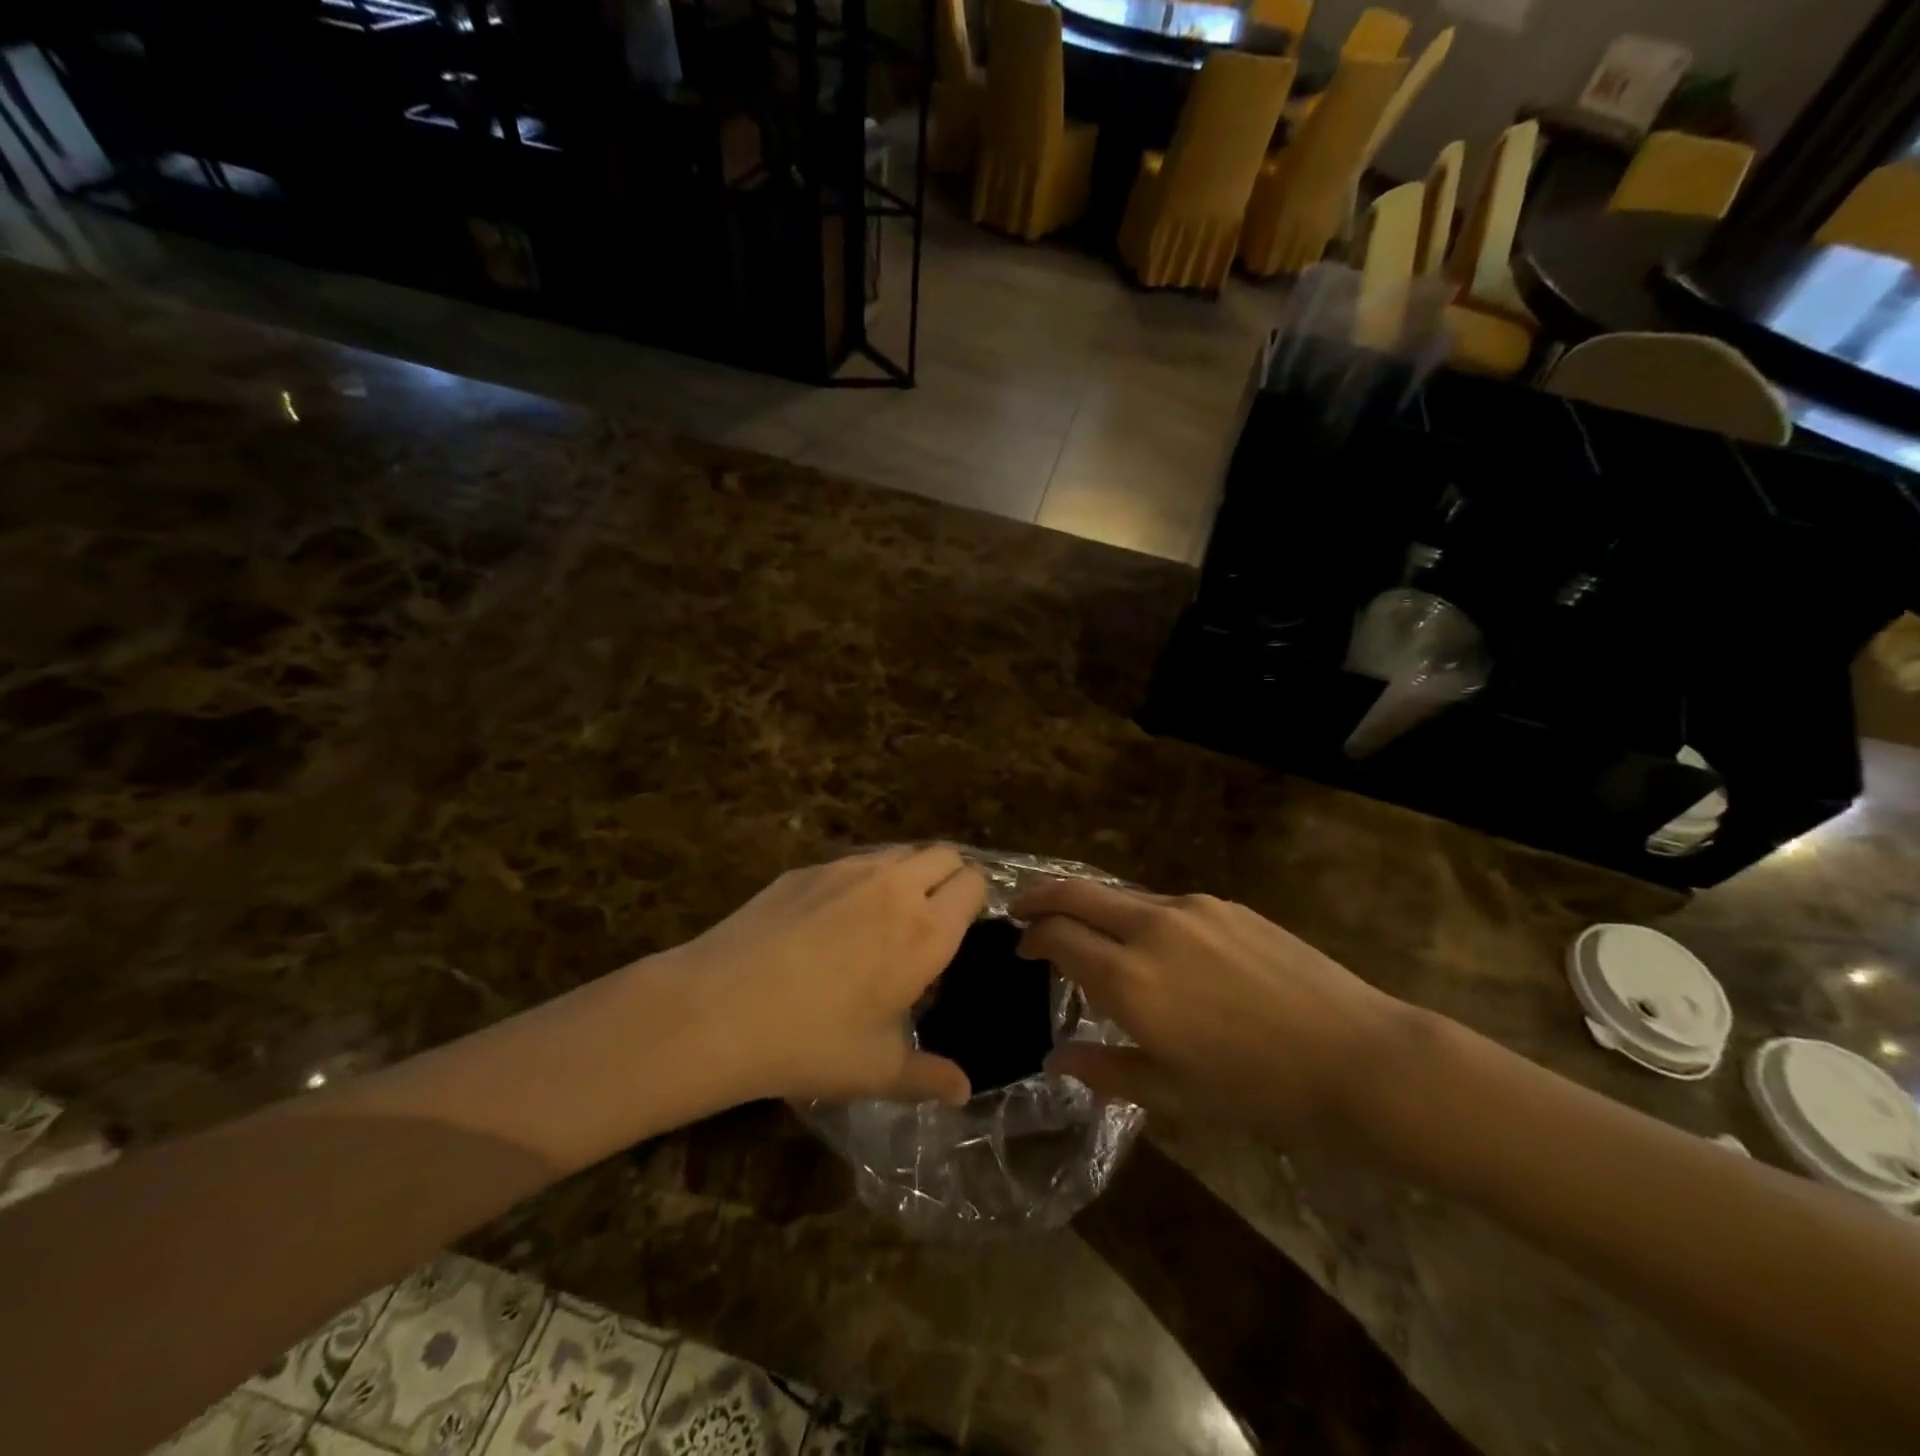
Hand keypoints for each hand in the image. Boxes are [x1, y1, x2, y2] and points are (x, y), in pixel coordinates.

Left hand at [667, 846, 986, 1106]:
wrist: (720, 1008)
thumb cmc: (812, 1041)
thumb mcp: (877, 1070)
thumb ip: (929, 1077)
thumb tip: (963, 1092)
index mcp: (927, 930)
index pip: (974, 884)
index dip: (977, 900)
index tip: (963, 928)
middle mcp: (896, 886)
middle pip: (944, 854)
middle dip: (949, 878)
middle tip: (932, 918)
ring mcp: (848, 870)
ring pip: (899, 852)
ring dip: (908, 873)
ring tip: (887, 915)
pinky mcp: (808, 869)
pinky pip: (854, 861)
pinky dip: (863, 878)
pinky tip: (833, 920)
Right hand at [1011, 882, 1405, 1140]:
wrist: (1358, 1058)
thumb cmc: (1259, 1091)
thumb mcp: (1173, 1095)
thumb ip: (1105, 1070)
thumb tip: (1056, 1060)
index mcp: (1130, 979)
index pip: (1057, 936)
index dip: (1031, 938)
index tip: (1022, 950)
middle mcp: (1151, 928)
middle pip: (1076, 892)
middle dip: (1040, 897)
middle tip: (1022, 910)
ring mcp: (1191, 909)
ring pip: (1120, 895)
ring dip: (1093, 907)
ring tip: (1091, 935)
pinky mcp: (1225, 905)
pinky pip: (1164, 904)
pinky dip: (1139, 917)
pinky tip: (1157, 948)